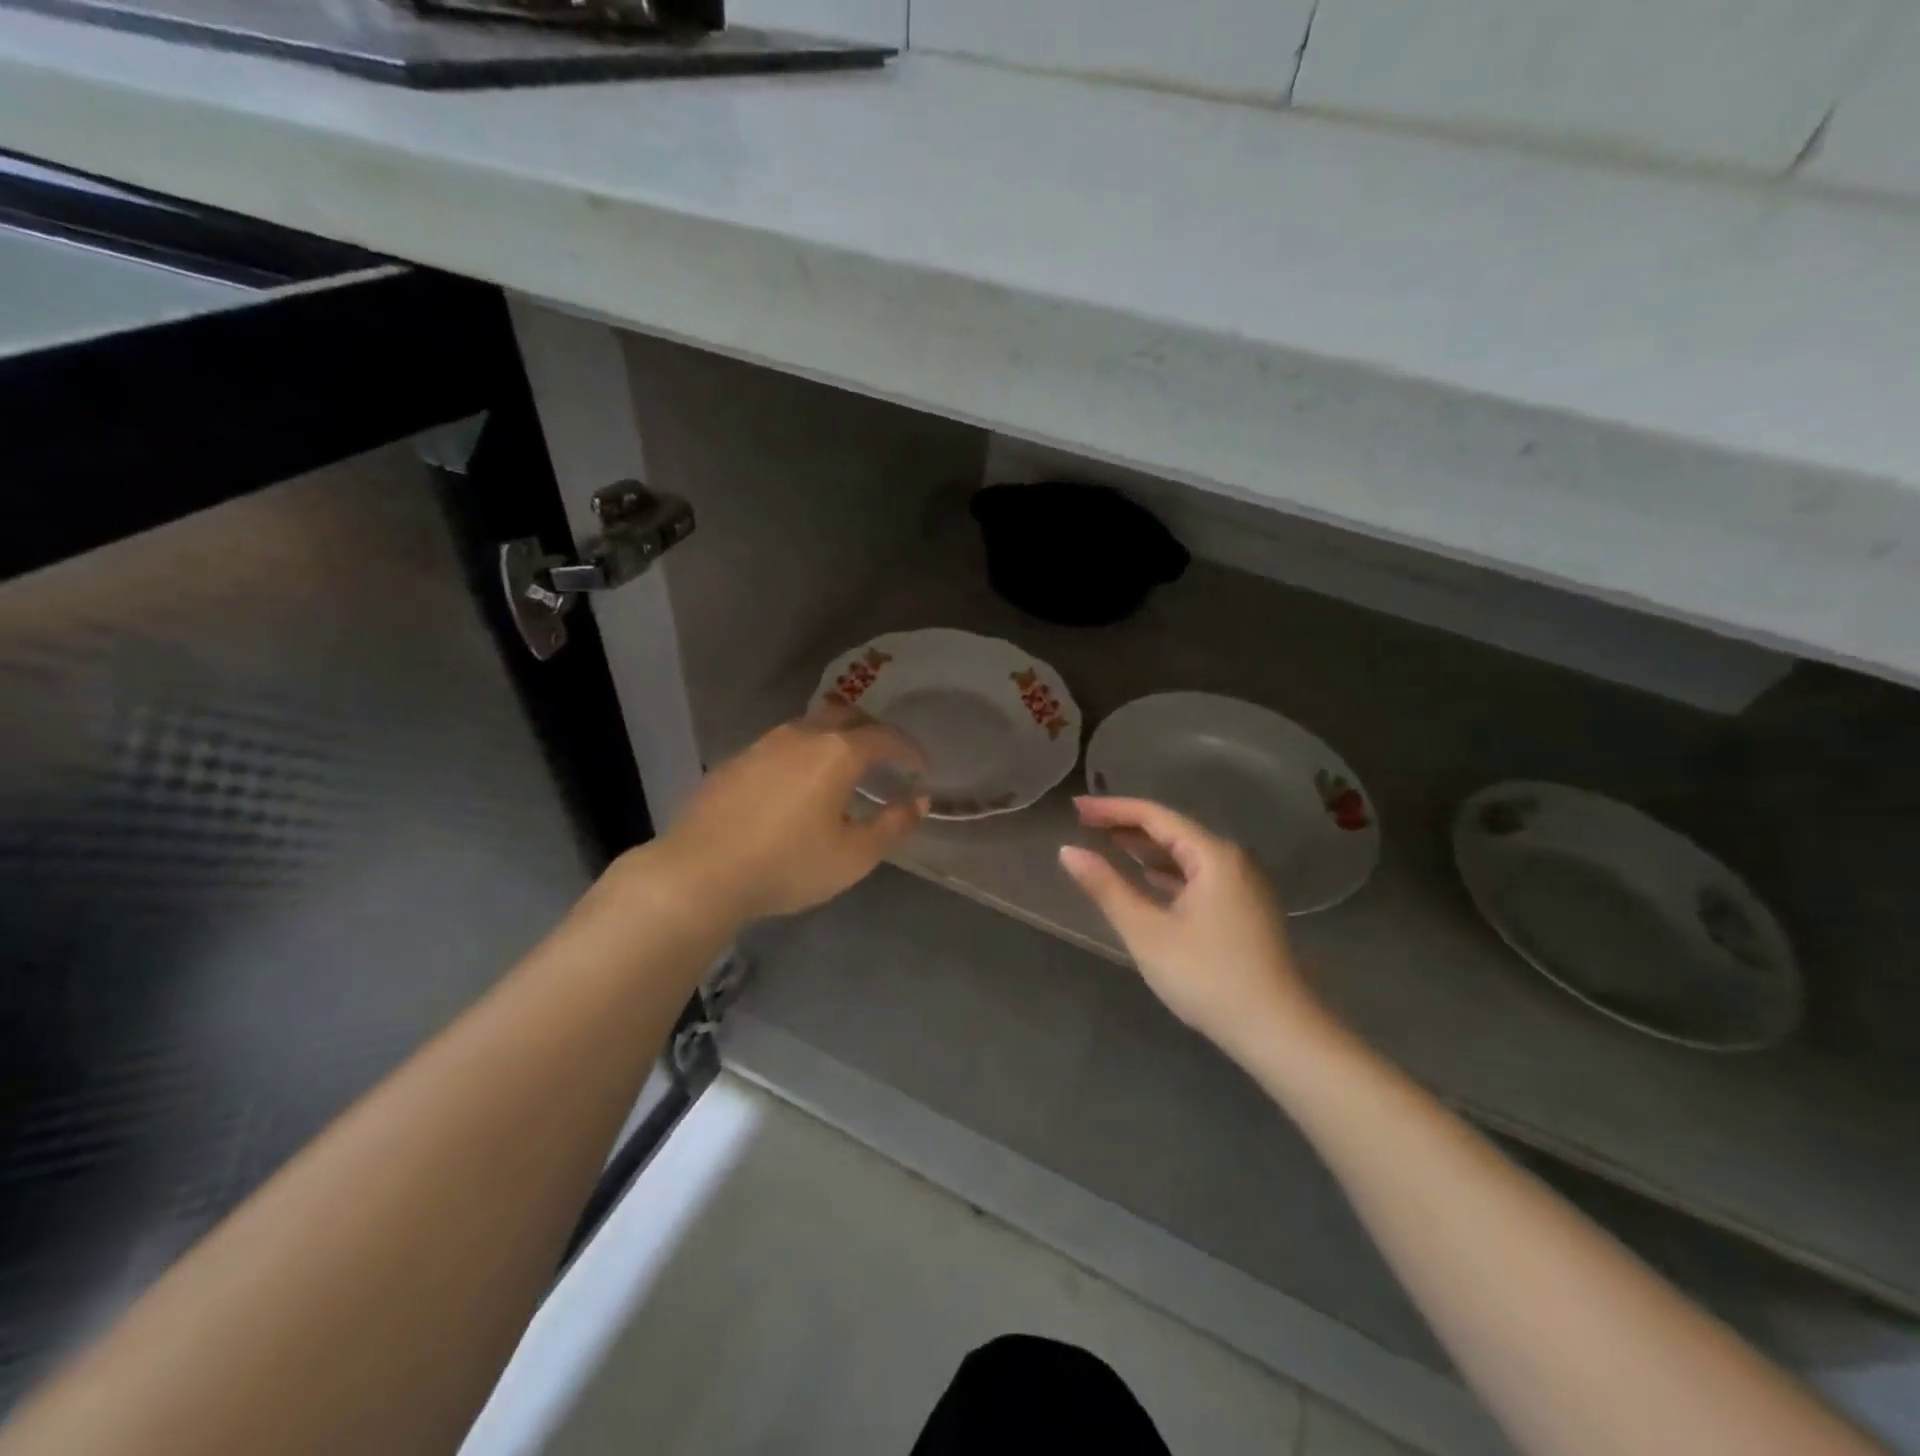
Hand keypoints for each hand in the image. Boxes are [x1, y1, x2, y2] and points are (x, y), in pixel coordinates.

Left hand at [662, 710, 927, 921]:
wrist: (699, 873)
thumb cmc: (788, 865)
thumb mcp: (854, 856)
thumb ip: (893, 825)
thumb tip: (920, 800)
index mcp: (837, 752)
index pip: (885, 736)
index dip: (909, 749)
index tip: (921, 767)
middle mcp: (801, 735)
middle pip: (846, 715)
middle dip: (872, 732)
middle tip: (884, 759)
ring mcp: (762, 745)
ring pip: (809, 726)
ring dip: (833, 739)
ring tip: (841, 770)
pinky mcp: (734, 761)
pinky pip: (780, 746)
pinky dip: (801, 755)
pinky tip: (795, 786)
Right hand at [1059, 797, 1329, 1066]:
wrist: (1277, 1032)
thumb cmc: (1207, 976)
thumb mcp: (1147, 931)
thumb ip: (1106, 887)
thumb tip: (1067, 851)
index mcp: (1213, 855)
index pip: (1155, 816)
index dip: (1111, 808)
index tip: (1075, 807)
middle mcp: (1232, 860)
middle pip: (1172, 830)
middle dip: (1127, 826)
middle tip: (1084, 824)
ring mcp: (1242, 885)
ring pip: (1186, 854)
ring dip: (1146, 849)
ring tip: (1106, 844)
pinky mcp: (1244, 909)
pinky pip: (1197, 875)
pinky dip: (1166, 872)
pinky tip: (1145, 879)